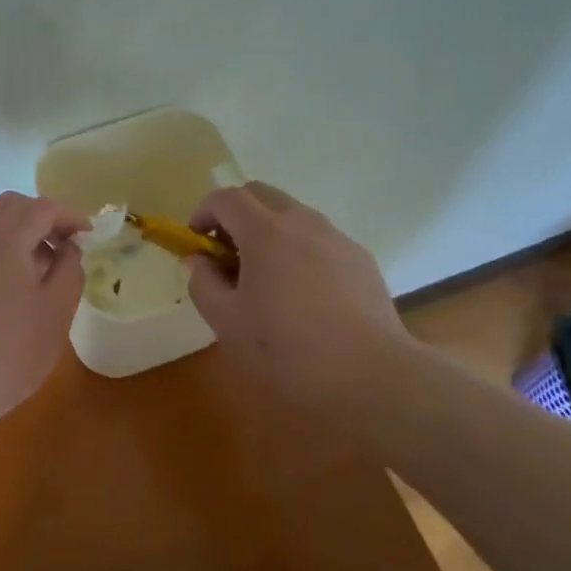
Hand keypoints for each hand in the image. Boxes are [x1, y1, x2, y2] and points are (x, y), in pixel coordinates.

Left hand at [0, 192, 89, 450]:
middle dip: (41, 217)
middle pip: (10, 206)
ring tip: (37, 266)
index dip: (70, 216)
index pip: (42, 208)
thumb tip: (67, 248)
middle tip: (62, 244)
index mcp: (3, 238)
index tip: (88, 235)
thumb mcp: (55, 312)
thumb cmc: (8, 352)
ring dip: (16, 231)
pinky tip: (7, 283)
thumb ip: (69, 269)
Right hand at [187, 182, 414, 395]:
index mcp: (266, 231)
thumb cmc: (288, 349)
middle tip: (227, 257)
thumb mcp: (227, 323)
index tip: (197, 246)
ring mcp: (336, 238)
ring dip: (268, 232)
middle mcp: (303, 222)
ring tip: (265, 280)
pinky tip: (304, 297)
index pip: (225, 198)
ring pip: (292, 215)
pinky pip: (318, 239)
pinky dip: (299, 250)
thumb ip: (203, 283)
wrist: (373, 376)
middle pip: (260, 194)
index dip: (203, 214)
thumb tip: (200, 260)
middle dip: (235, 215)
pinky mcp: (361, 259)